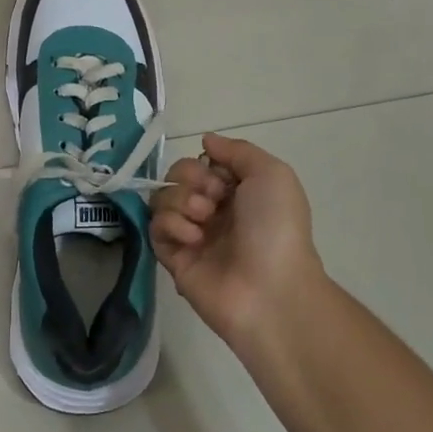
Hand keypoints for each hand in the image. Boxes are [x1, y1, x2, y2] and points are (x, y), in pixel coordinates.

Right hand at [151, 132, 325, 347]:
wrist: (272, 291)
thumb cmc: (276, 228)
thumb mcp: (272, 174)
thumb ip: (237, 150)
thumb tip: (206, 140)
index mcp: (236, 192)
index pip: (202, 163)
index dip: (206, 164)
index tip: (222, 178)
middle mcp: (212, 211)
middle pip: (177, 175)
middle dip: (190, 179)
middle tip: (212, 201)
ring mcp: (191, 235)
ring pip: (162, 197)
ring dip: (180, 200)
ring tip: (203, 220)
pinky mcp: (174, 259)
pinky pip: (155, 227)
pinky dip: (171, 224)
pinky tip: (193, 238)